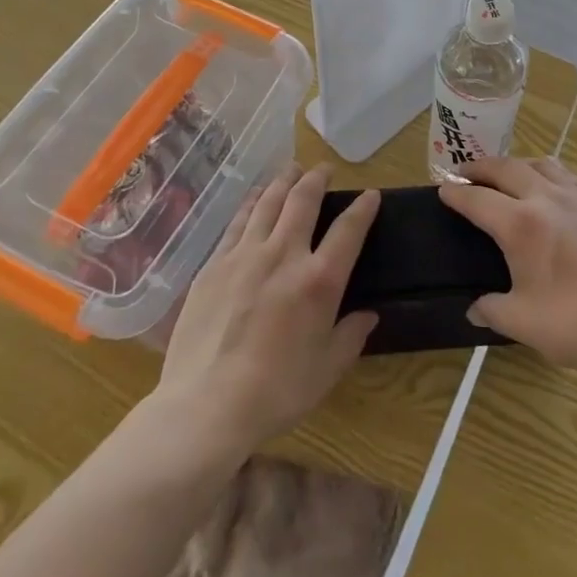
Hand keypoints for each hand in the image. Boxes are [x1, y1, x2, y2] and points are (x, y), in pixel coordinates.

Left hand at [157, 164, 378, 457]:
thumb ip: (351, 337)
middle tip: (324, 169)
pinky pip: (237, 223)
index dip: (363, 208)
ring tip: (292, 170)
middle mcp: (284, 255)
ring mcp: (245, 256)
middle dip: (317, 179)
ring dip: (284, 182)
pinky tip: (255, 198)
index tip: (370, 194)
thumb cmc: (275, 393)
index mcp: (319, 281)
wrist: (206, 407)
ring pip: (268, 203)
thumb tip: (368, 315)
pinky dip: (251, 203)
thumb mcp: (326, 371)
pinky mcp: (214, 265)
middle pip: (303, 201)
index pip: (349, 230)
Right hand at [439, 158, 576, 379]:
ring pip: (541, 164)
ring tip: (506, 175)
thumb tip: (475, 309)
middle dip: (481, 168)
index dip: (457, 193)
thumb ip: (492, 309)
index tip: (443, 189)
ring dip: (516, 164)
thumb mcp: (522, 322)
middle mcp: (547, 199)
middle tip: (465, 174)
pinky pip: (568, 176)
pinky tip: (549, 188)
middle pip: (507, 168)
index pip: (478, 200)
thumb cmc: (575, 325)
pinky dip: (547, 173)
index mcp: (521, 225)